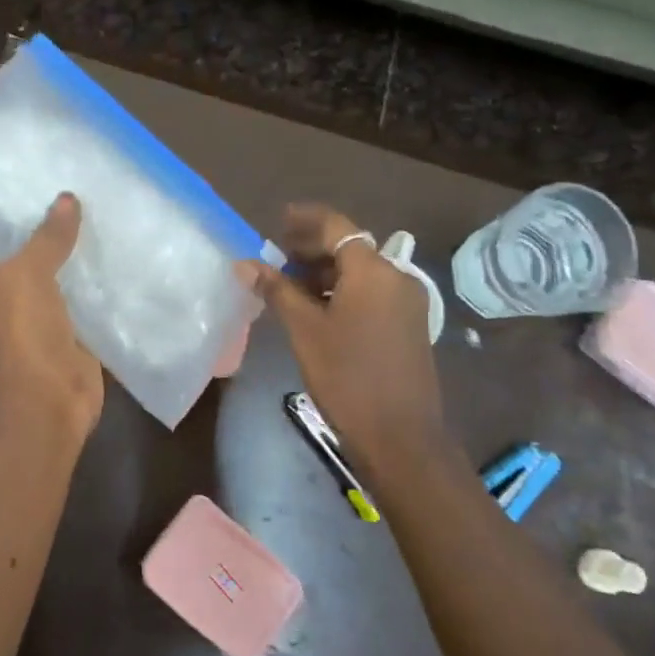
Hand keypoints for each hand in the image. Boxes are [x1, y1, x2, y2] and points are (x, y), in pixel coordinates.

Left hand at [0, 193, 104, 439]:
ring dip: (81, 252)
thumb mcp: (28, 273)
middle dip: (55, 227)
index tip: (43, 179)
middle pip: (32, 252)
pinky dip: (101, 281)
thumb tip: (67, 199)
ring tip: (108, 212)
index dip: (16, 208)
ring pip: (63, 274)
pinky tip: (123, 252)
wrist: (49, 398)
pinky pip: (87, 298)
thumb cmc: (24, 331)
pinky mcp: (73, 331)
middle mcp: (9, 294)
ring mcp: (42, 315)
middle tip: (84, 189)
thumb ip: (47, 236)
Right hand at [242, 203, 450, 481]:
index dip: (305, 219)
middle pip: (350, 248)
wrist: (401, 436)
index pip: (336, 227)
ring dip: (326, 272)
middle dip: (312, 248)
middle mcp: (397, 277)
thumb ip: (277, 290)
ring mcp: (408, 302)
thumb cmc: (347, 377)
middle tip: (276, 256)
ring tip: (289, 284)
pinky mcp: (409, 325)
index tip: (277, 219)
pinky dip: (343, 292)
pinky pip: (372, 294)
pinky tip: (318, 308)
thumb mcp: (305, 330)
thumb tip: (245, 263)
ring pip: (361, 273)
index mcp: (373, 271)